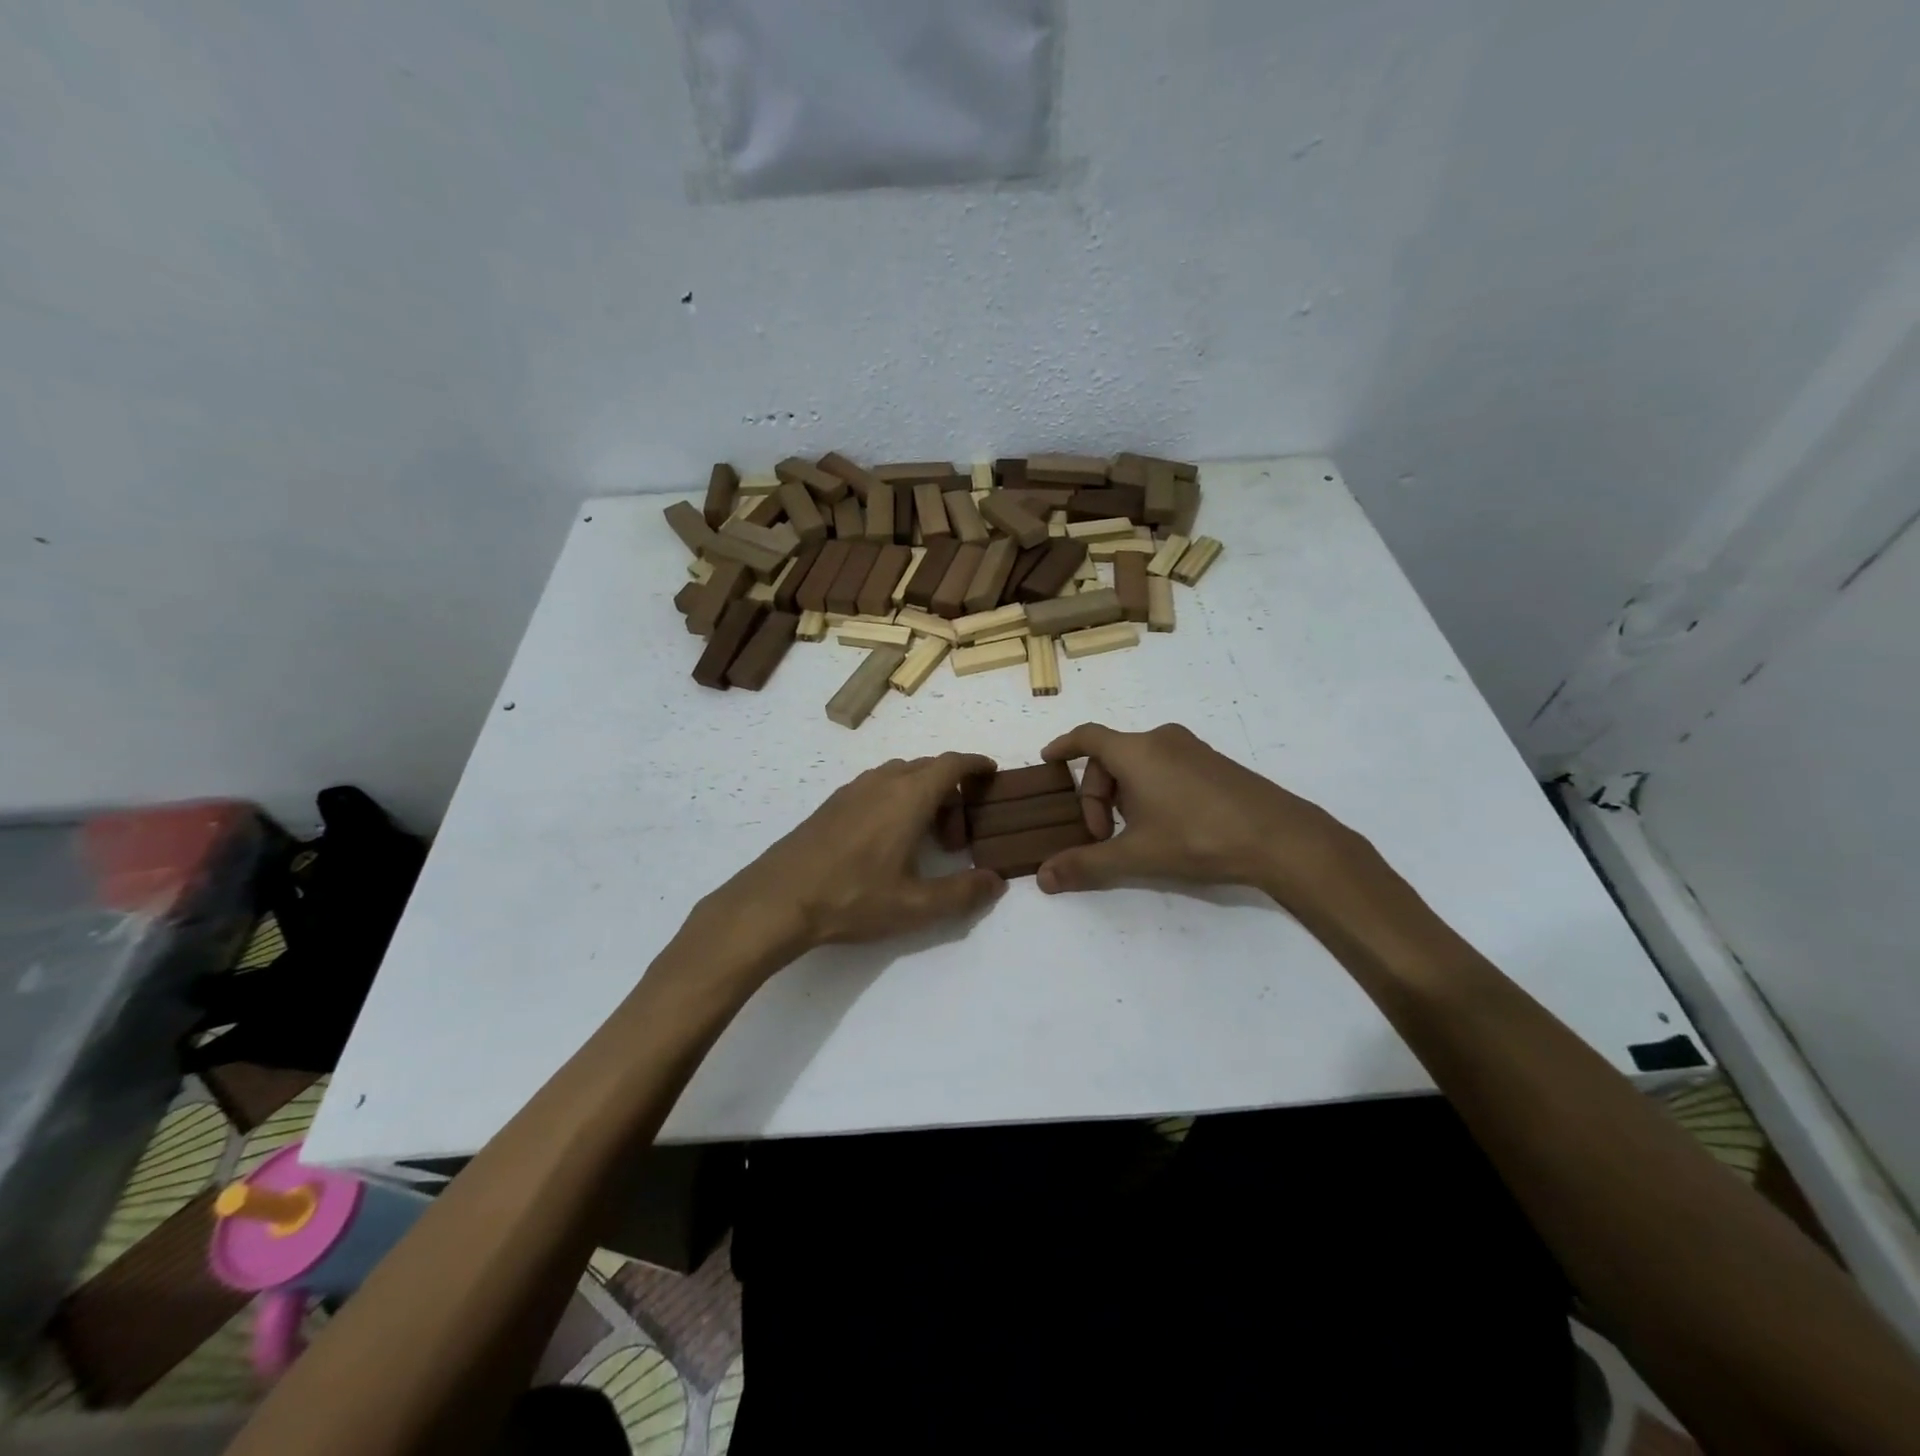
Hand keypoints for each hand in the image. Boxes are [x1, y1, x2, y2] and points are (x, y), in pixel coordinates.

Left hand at [696, 753, 1006, 964]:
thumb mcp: (915, 905)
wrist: (778, 898)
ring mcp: (853, 790)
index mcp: (908, 796)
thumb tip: (996, 881)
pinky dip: (897, 799)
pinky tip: (889, 840)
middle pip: (928, 768)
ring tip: (926, 838)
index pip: (951, 763)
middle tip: (958, 837)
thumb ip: (962, 893)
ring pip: (900, 775)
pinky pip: (877, 786)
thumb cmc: (853, 897)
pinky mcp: (832, 803)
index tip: (992, 773)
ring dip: (922, 795)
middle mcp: (882, 781)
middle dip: (952, 791)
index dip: (976, 764)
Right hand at [1035, 723, 1376, 913]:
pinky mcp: (1213, 763)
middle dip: (1096, 794)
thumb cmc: (1198, 837)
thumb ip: (1086, 864)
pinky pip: (1165, 766)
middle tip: (1101, 835)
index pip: (1086, 737)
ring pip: (1139, 763)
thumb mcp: (1136, 854)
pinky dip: (1149, 789)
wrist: (1280, 838)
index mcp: (1136, 751)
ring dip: (1123, 794)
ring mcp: (1192, 749)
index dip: (1063, 746)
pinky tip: (1165, 825)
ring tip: (1132, 833)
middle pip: (1110, 756)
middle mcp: (1161, 740)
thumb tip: (1043, 878)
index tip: (1047, 760)